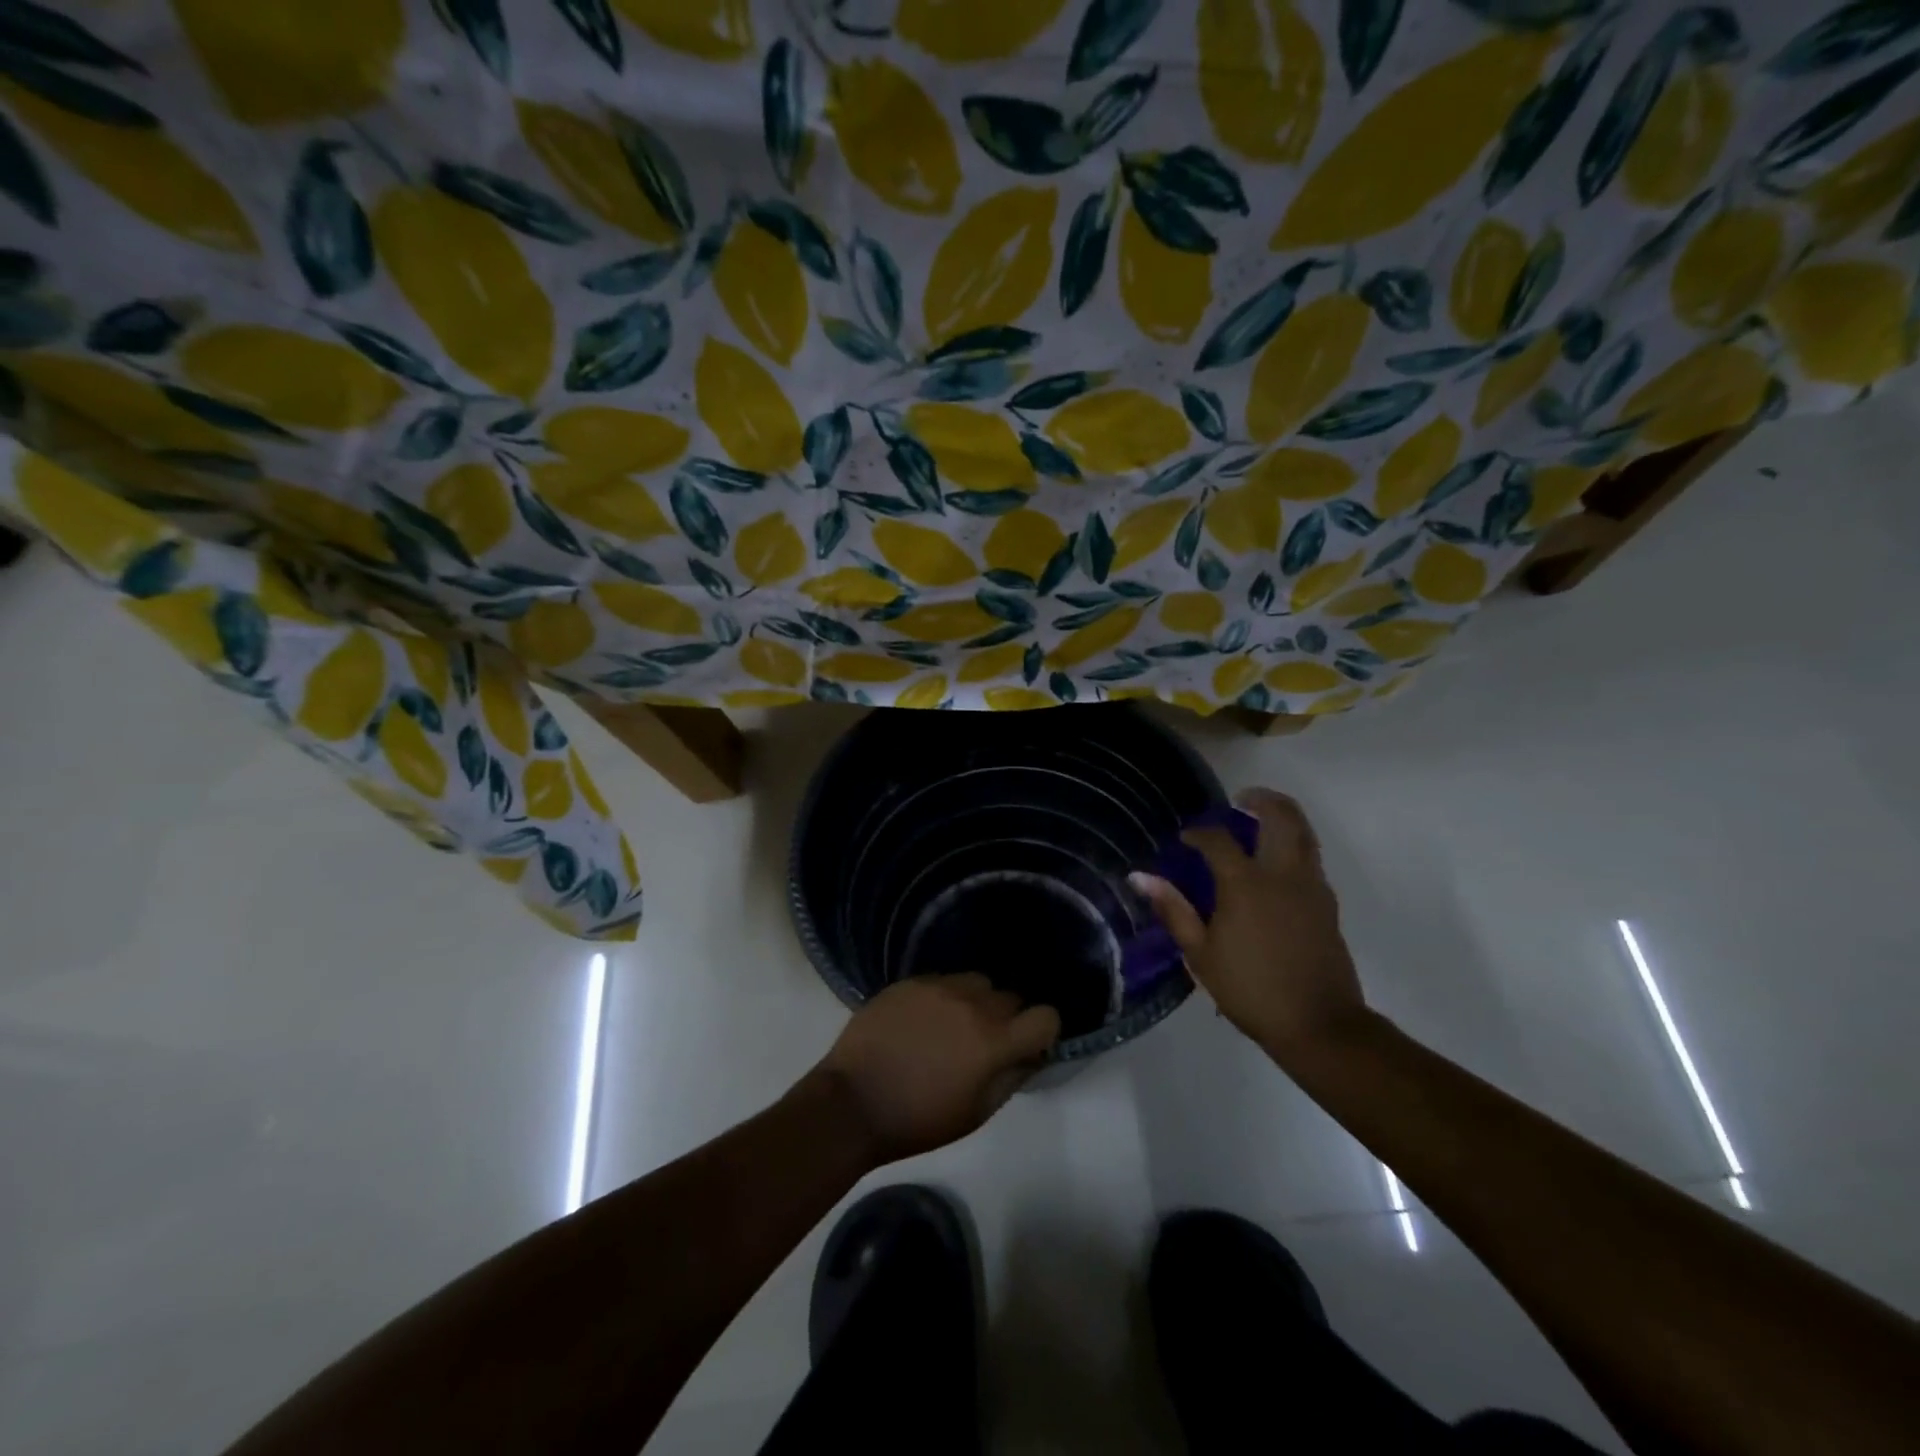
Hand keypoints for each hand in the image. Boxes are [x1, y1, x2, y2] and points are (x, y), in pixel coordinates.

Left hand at [811, 974, 1060, 1162]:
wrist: (852, 1102)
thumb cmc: (918, 1120)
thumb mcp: (976, 1113)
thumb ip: (1011, 1078)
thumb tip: (1030, 1055)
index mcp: (993, 1041)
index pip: (1046, 1016)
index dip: (1043, 1032)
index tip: (1028, 1046)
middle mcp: (972, 1003)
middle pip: (1010, 997)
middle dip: (1007, 1019)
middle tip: (985, 1044)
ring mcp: (938, 986)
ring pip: (977, 982)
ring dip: (976, 1002)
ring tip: (953, 1026)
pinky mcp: (909, 981)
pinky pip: (943, 980)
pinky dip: (944, 997)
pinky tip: (923, 1020)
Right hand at [1131, 788, 1368, 1063]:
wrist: (1318, 1024)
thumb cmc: (1250, 989)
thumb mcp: (1201, 953)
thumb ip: (1173, 909)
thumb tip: (1140, 877)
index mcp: (1245, 884)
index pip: (1219, 840)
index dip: (1199, 833)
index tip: (1186, 839)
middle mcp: (1282, 874)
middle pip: (1280, 817)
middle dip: (1261, 800)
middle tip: (1241, 799)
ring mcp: (1311, 887)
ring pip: (1304, 833)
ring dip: (1284, 816)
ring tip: (1262, 819)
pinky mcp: (1328, 903)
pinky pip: (1312, 858)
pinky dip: (1295, 843)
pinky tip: (1277, 862)